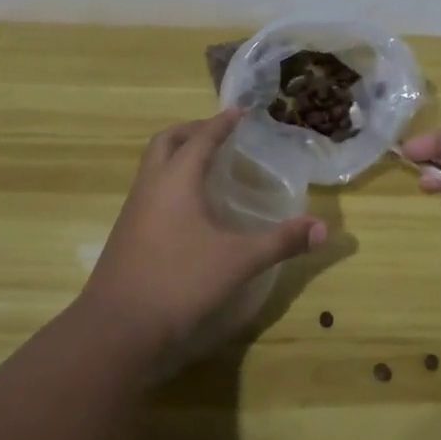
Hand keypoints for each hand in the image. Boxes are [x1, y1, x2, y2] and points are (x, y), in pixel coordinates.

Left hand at [81, 109, 326, 354]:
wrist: (116, 329)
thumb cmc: (179, 282)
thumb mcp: (238, 261)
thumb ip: (281, 242)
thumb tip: (324, 229)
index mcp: (176, 180)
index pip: (202, 138)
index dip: (222, 122)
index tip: (241, 111)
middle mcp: (151, 186)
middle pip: (167, 141)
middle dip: (193, 130)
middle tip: (220, 133)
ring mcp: (134, 210)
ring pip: (153, 165)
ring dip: (177, 154)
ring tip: (208, 165)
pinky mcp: (127, 233)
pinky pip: (149, 189)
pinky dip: (170, 181)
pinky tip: (189, 207)